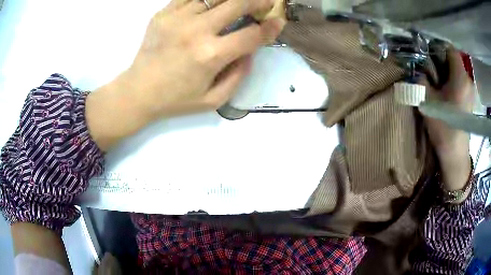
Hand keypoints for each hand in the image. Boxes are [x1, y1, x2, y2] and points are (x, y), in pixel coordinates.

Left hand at [86, 0, 285, 150]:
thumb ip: (238, 76)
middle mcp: (196, 31)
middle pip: (237, 3)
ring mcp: (177, 18)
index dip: (271, 27)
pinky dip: (206, 0)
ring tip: (239, 3)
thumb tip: (251, 51)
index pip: (252, 35)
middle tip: (265, 3)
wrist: (137, 91)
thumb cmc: (175, 100)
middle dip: (258, 1)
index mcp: (210, 55)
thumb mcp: (213, 100)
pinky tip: (212, 5)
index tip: (279, 21)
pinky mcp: (163, 13)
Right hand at [422, 48, 473, 193]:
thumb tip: (416, 67)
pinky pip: (460, 81)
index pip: (450, 49)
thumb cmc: (443, 127)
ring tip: (436, 81)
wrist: (455, 153)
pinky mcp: (470, 98)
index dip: (438, 47)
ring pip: (456, 70)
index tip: (427, 53)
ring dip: (446, 71)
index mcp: (460, 77)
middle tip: (429, 68)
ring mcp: (470, 90)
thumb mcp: (427, 101)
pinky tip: (445, 91)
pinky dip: (451, 80)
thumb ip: (421, 79)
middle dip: (440, 60)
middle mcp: (468, 80)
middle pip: (453, 60)